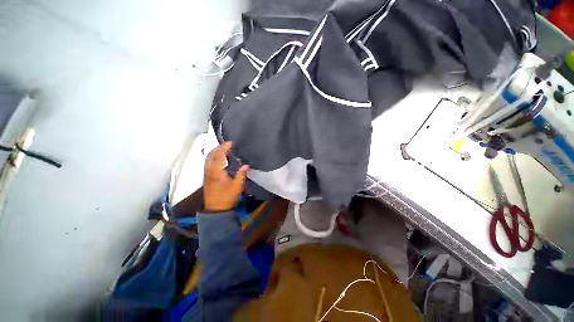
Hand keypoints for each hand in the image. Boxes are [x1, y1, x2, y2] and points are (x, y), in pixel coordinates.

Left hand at [203, 142, 249, 211]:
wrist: (216, 209)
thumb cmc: (227, 197)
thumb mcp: (237, 186)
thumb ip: (241, 174)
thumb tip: (247, 165)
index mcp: (216, 171)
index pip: (218, 155)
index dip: (224, 147)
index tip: (231, 143)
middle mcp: (209, 171)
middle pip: (210, 155)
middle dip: (218, 148)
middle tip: (228, 145)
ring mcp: (206, 174)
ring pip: (208, 159)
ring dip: (215, 152)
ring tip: (225, 150)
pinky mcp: (207, 178)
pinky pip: (208, 163)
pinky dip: (213, 158)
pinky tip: (221, 160)